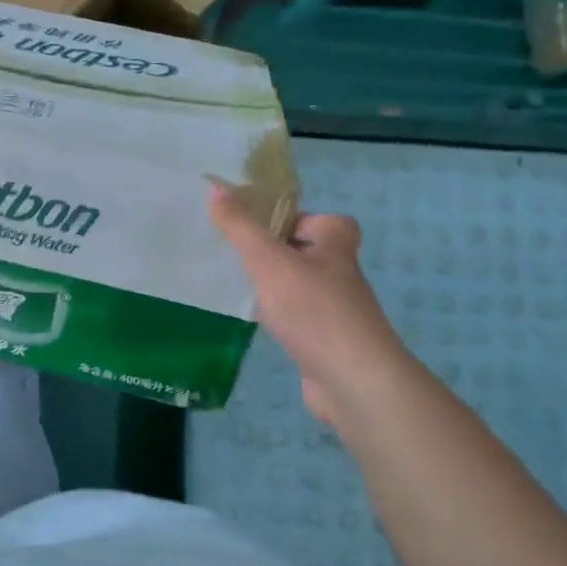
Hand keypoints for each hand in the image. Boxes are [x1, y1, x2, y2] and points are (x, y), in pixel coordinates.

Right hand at [207, 184, 408, 430]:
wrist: (353, 381)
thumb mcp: (268, 260)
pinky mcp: (327, 343)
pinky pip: (299, 320)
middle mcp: (341, 275)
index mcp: (336, 246)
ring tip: (240, 285)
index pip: (324, 220)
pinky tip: (257, 323)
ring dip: (276, 286)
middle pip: (309, 252)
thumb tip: (214, 184)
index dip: (295, 219)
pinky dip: (280, 319)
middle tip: (240, 253)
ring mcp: (337, 312)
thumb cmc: (313, 310)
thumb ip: (239, 226)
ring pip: (302, 287)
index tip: (259, 226)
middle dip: (277, 252)